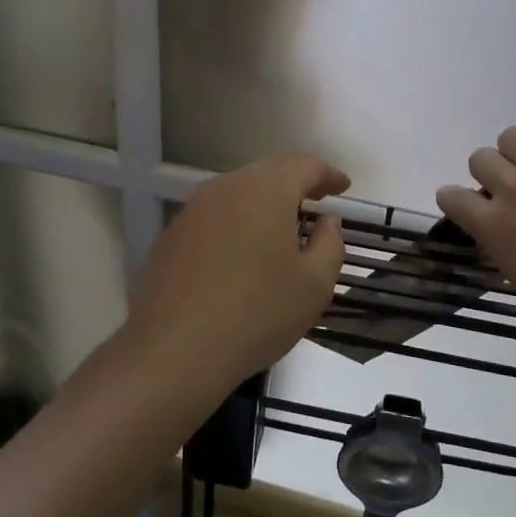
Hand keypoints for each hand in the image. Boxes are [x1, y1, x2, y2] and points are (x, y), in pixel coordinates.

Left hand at [126, 153, 350, 395]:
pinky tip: (243, 251)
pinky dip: (237, 222)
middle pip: (269, 172)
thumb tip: (327, 221)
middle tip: (316, 201)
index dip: (327, 174)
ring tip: (282, 226)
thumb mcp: (314, 285)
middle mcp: (227, 187)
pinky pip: (215, 215)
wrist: (174, 350)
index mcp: (266, 190)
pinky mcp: (173, 234)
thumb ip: (330, 243)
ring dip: (264, 202)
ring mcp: (194, 209)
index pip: (304, 166)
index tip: (343, 187)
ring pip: (239, 192)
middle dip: (296, 184)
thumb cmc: (256, 313)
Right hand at [435, 112, 515, 351]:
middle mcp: (514, 189)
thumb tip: (500, 227)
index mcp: (494, 227)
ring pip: (512, 135)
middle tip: (515, 190)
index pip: (451, 196)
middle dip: (492, 173)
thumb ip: (503, 244)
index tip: (471, 206)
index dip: (458, 200)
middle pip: (481, 157)